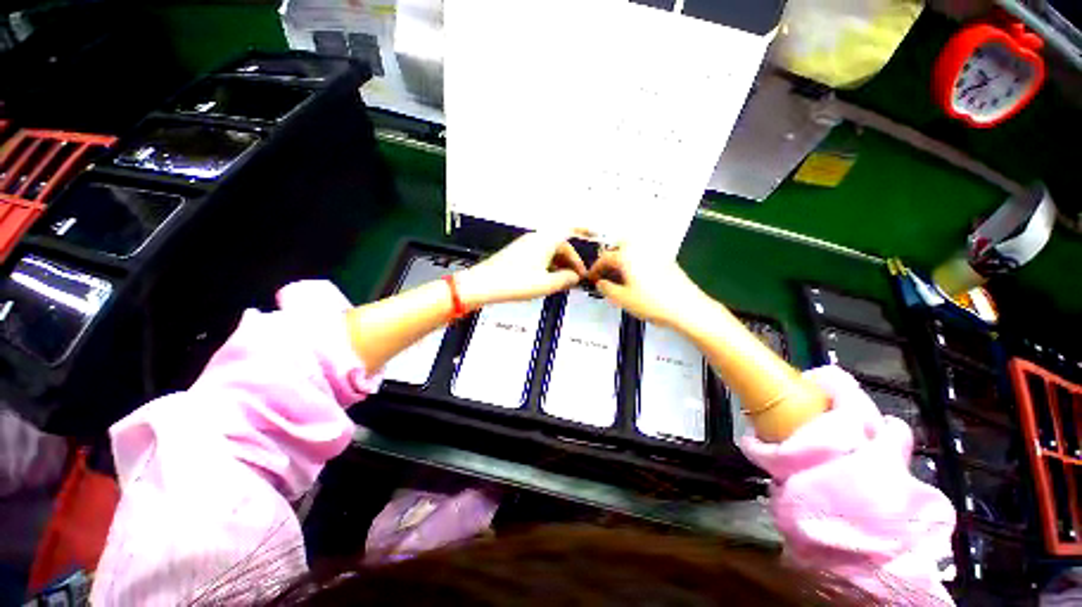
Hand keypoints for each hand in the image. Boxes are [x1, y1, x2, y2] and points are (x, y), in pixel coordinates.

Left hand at [456, 232, 586, 306]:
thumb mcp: (545, 284)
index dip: (584, 229)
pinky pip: (540, 254)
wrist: (483, 284)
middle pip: (561, 244)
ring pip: (550, 250)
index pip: (569, 228)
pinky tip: (549, 279)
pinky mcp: (518, 253)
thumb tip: (575, 277)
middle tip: (577, 277)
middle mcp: (536, 239)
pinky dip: (549, 264)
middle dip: (572, 260)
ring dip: (560, 264)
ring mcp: (525, 245)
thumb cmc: (513, 282)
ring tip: (564, 281)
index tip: (594, 233)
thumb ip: (565, 280)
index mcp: (545, 241)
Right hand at [588, 244, 706, 328]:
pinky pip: (646, 256)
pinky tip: (638, 278)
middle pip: (621, 247)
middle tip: (605, 273)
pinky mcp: (668, 261)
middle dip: (610, 258)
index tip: (590, 278)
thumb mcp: (622, 299)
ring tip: (620, 277)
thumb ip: (607, 289)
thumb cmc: (651, 302)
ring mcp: (656, 253)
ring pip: (634, 250)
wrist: (687, 308)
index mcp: (627, 256)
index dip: (595, 268)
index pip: (605, 258)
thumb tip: (600, 283)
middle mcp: (641, 249)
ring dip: (624, 259)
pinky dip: (637, 263)